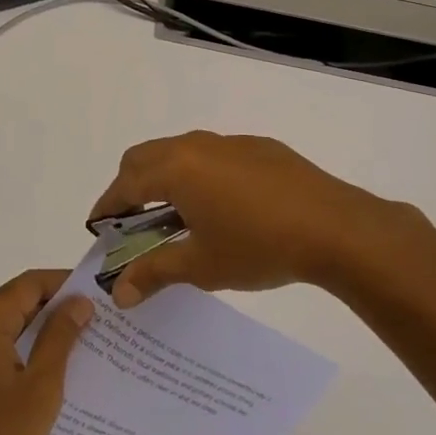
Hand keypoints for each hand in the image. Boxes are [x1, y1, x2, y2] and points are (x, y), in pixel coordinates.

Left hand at [0, 270, 93, 434]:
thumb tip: (79, 302)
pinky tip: (54, 364)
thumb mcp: (41, 385)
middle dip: (54, 306)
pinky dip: (26, 347)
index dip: (62, 284)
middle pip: (16, 301)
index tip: (96, 292)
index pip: (26, 285)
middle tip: (95, 317)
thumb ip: (60, 337)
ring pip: (9, 324)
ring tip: (83, 338)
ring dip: (42, 328)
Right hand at [88, 131, 431, 306]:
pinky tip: (222, 206)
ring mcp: (229, 142)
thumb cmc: (259, 246)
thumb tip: (119, 292)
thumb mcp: (202, 266)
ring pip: (180, 152)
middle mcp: (195, 146)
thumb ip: (154, 272)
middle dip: (130, 186)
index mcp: (175, 169)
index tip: (98, 227)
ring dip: (165, 177)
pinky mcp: (259, 147)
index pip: (125, 184)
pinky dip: (199, 175)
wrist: (337, 228)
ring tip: (175, 216)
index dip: (107, 206)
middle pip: (145, 157)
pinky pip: (213, 155)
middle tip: (132, 222)